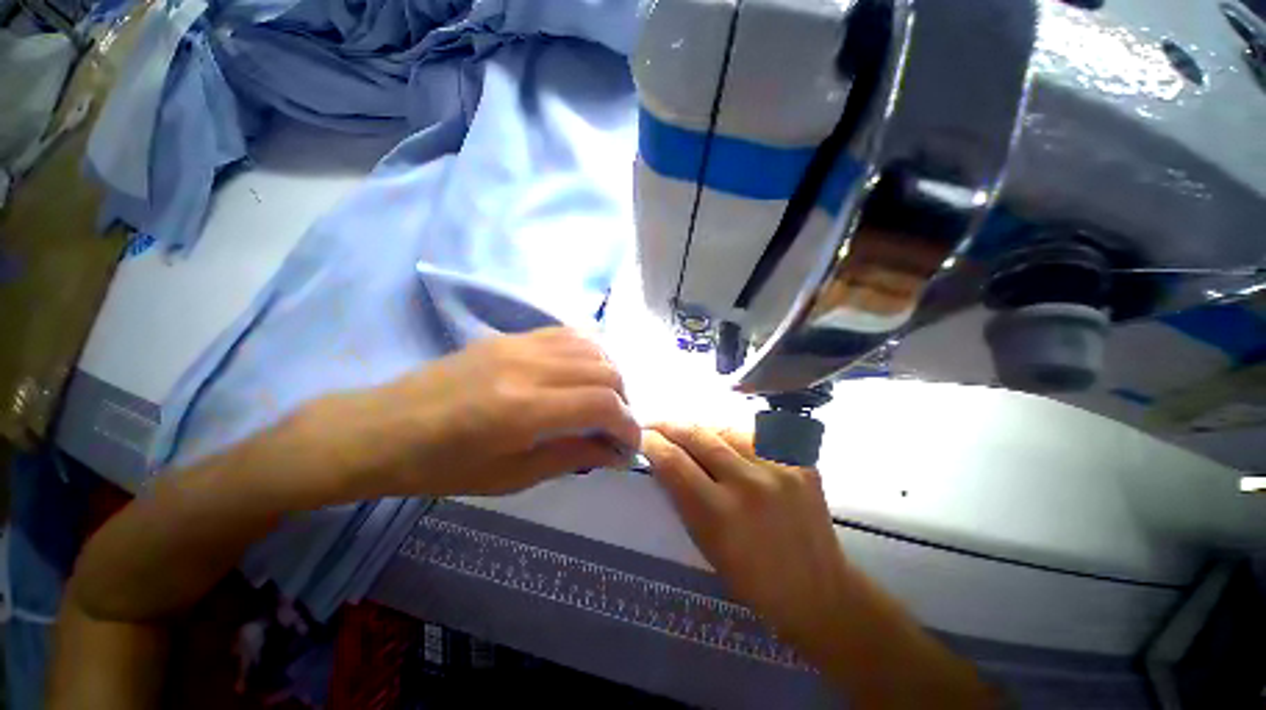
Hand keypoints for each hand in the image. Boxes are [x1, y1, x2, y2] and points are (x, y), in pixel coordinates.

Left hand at [290, 328, 639, 502]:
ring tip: (605, 399)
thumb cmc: (442, 466)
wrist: (382, 428)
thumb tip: (615, 453)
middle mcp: (529, 366)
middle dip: (624, 400)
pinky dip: (589, 352)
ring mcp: (520, 343)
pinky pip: (567, 333)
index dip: (627, 425)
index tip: (630, 444)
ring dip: (610, 374)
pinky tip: (585, 372)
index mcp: (525, 409)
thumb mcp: (511, 477)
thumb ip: (571, 457)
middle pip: (605, 370)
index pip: (602, 404)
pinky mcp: (511, 335)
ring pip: (592, 346)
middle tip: (616, 425)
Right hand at [641, 424, 850, 646]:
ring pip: (725, 428)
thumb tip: (664, 459)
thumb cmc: (752, 579)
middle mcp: (749, 484)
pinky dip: (735, 436)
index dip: (653, 443)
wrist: (818, 590)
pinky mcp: (800, 460)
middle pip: (698, 435)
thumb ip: (683, 497)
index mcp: (720, 515)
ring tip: (691, 433)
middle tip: (657, 423)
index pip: (674, 462)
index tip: (642, 436)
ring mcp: (779, 467)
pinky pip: (756, 434)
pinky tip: (728, 443)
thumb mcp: (705, 544)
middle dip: (670, 425)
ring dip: (701, 429)